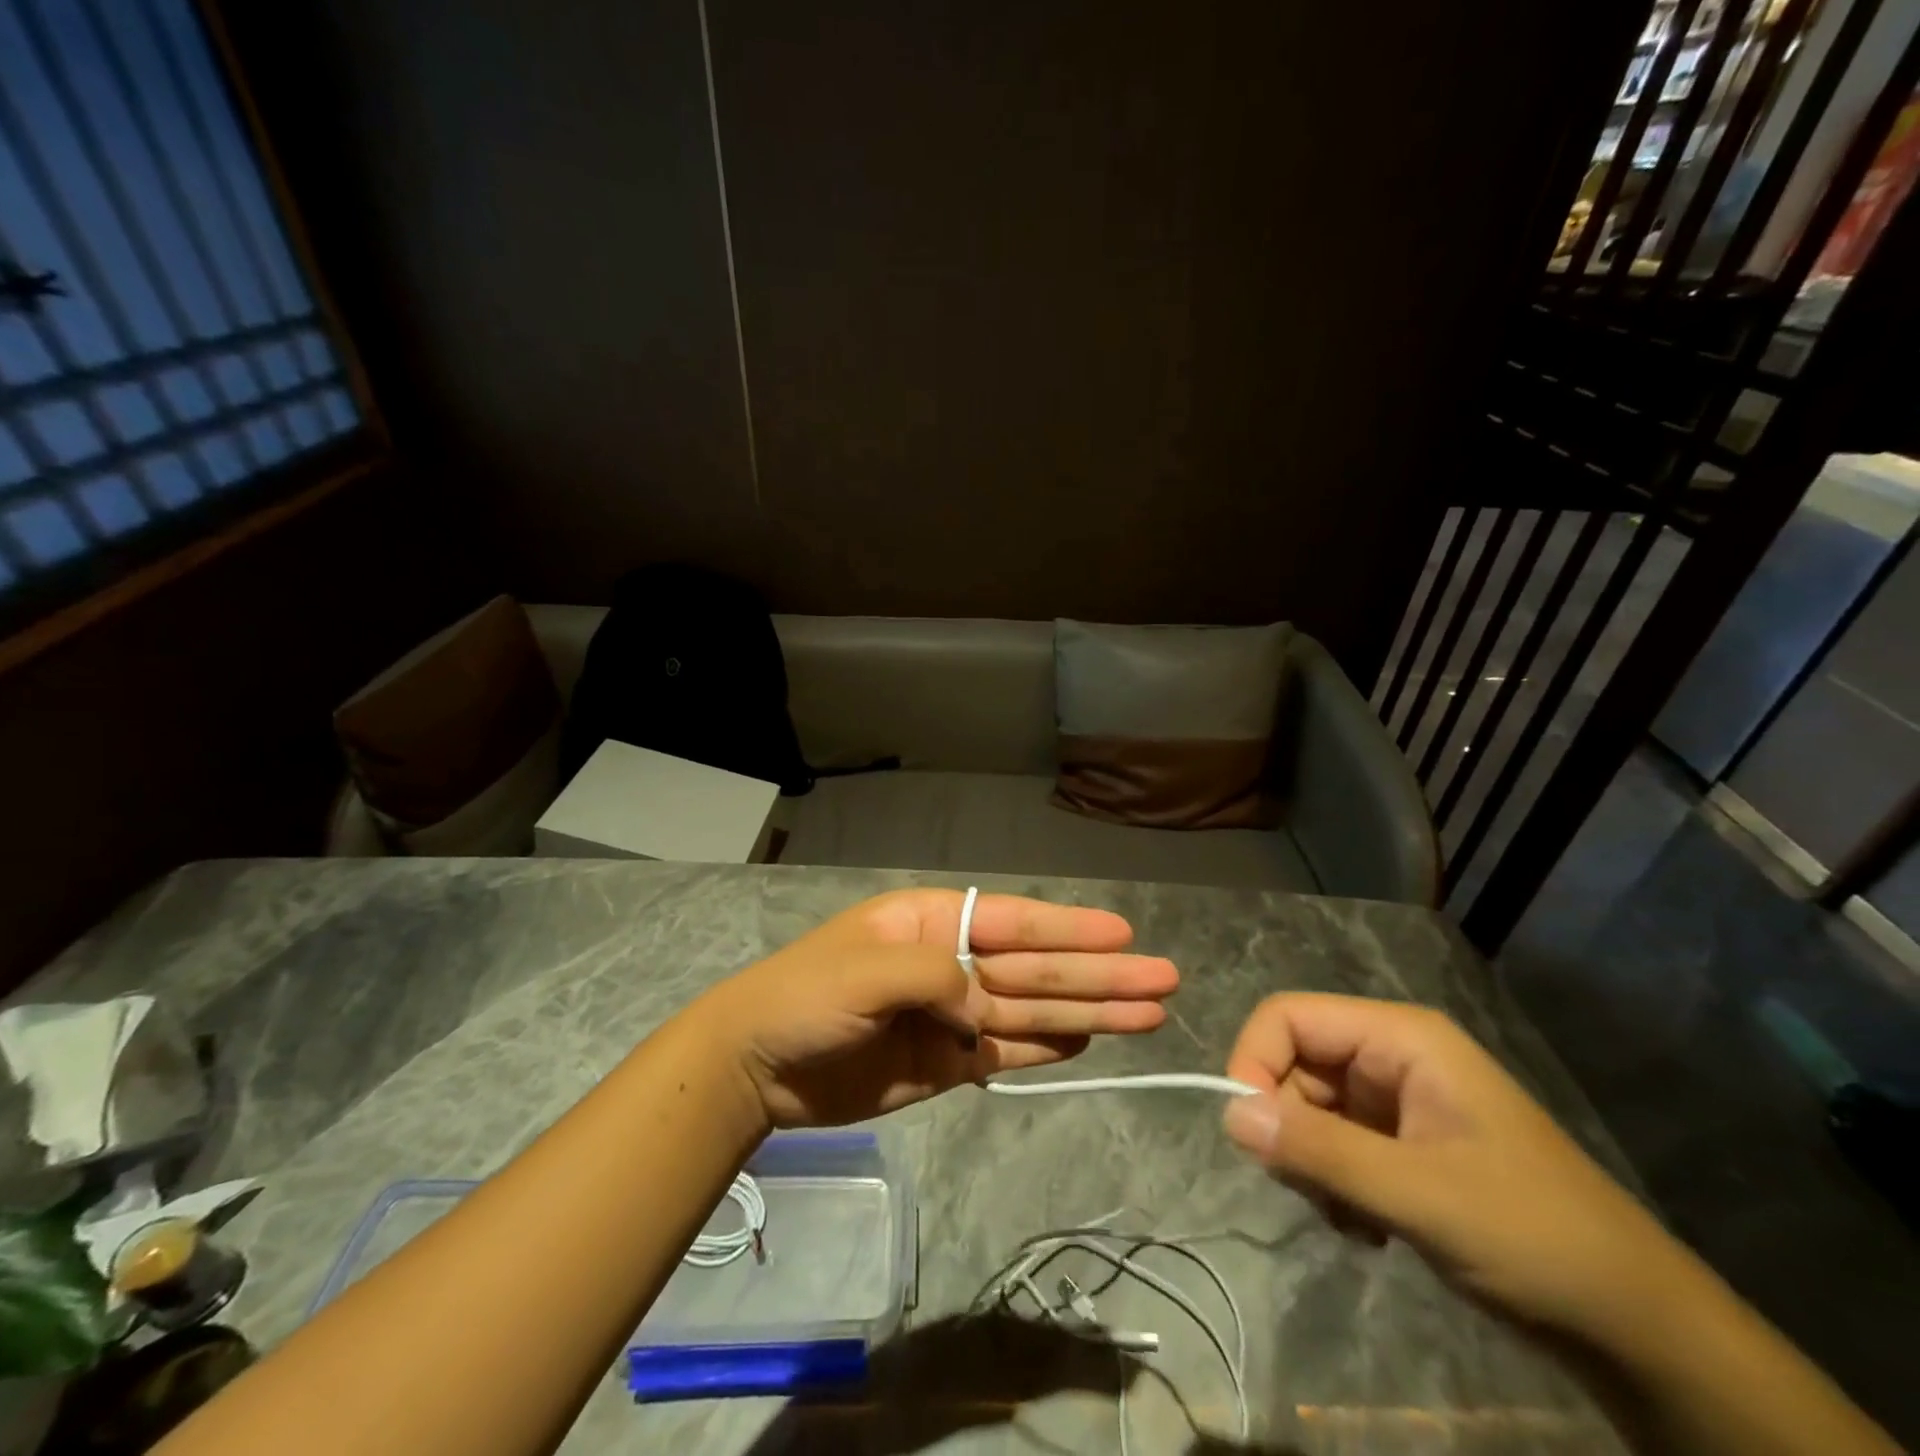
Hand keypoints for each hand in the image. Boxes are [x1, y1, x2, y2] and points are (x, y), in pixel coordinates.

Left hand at [702, 889, 1178, 1127]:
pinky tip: (1088, 1042)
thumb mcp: (865, 971)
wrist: (756, 1066)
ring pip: (1032, 1011)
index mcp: (933, 924)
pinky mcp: (947, 1062)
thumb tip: (988, 1006)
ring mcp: (953, 1015)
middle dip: (1099, 974)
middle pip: (1036, 968)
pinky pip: (1006, 1053)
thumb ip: (936, 978)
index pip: (1015, 922)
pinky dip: (1046, 1049)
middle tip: (1163, 980)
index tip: (1124, 935)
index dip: (1070, 929)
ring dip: (1089, 1012)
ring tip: (1146, 1015)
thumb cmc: (805, 997)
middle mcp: (953, 963)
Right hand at [1220, 993, 1682, 1342]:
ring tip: (1353, 1219)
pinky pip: (1334, 1143)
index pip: (1288, 1016)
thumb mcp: (1420, 1194)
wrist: (1638, 1327)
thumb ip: (1319, 1149)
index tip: (1247, 1132)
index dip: (1254, 1061)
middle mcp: (1392, 1055)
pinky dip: (1333, 1184)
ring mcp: (1398, 1100)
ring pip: (1308, 1107)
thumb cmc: (1533, 1236)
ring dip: (1311, 1163)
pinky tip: (1368, 1228)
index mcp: (1400, 1037)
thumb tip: (1228, 1113)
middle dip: (1288, 1126)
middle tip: (1312, 1192)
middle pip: (1294, 1063)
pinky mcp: (1403, 1143)